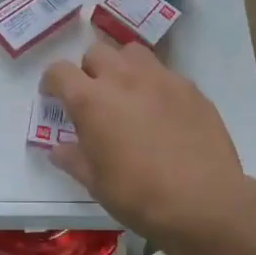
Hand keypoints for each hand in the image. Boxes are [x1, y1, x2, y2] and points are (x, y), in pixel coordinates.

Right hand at [40, 39, 251, 245]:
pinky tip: (162, 112)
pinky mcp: (190, 88)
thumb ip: (73, 158)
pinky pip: (164, 73)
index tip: (53, 97)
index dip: (52, 82)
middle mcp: (122, 79)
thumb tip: (58, 148)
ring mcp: (160, 79)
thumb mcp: (95, 182)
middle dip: (89, 70)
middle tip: (94, 98)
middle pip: (96, 52)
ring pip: (132, 53)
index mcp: (90, 100)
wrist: (203, 202)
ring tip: (127, 94)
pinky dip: (154, 84)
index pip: (59, 71)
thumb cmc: (138, 195)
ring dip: (122, 67)